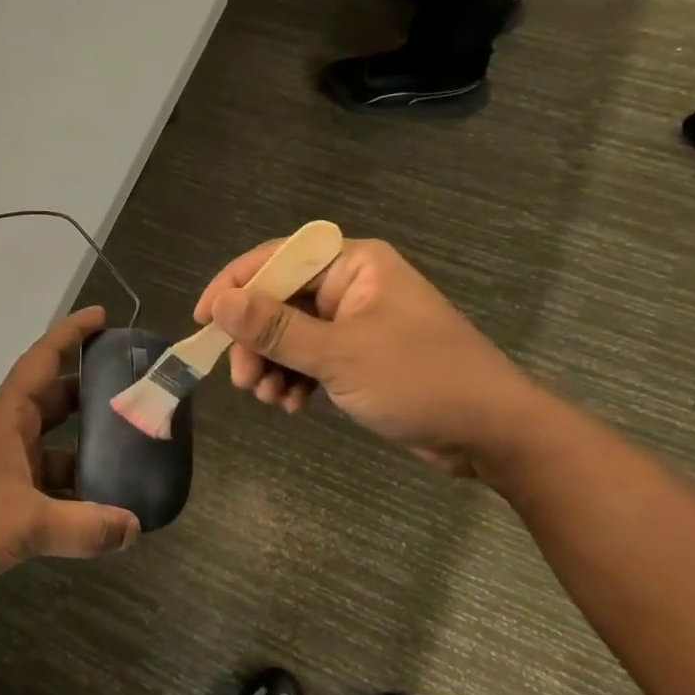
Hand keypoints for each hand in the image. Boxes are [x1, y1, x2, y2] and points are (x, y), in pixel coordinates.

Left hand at [0, 306, 140, 611]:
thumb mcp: (28, 522)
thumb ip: (85, 526)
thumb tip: (134, 528)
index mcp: (8, 417)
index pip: (43, 360)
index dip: (71, 334)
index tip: (102, 316)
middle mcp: (6, 433)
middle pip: (55, 401)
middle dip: (92, 393)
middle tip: (135, 392)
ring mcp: (2, 468)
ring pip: (55, 446)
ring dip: (88, 448)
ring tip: (134, 453)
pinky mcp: (1, 501)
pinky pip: (47, 484)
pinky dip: (74, 490)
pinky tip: (104, 507)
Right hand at [194, 238, 543, 476]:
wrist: (492, 433)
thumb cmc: (420, 380)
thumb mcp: (340, 354)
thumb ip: (276, 328)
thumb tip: (220, 304)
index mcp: (352, 265)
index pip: (276, 260)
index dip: (234, 287)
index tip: (203, 322)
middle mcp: (350, 285)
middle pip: (278, 301)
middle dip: (256, 342)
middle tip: (243, 382)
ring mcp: (355, 322)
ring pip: (290, 334)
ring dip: (272, 365)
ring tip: (270, 399)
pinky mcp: (359, 355)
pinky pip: (309, 357)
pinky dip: (295, 378)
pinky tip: (293, 406)